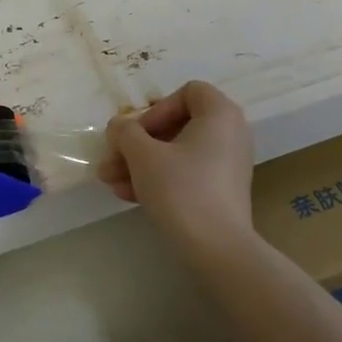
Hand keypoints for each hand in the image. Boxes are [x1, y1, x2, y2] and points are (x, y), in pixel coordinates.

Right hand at [98, 81, 254, 256]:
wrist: (217, 249)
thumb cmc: (181, 189)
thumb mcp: (143, 156)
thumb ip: (125, 132)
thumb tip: (118, 126)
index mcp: (221, 114)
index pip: (187, 93)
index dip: (156, 110)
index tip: (136, 134)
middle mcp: (230, 134)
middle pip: (177, 126)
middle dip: (137, 144)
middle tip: (110, 161)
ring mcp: (228, 165)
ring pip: (176, 154)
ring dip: (141, 164)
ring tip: (111, 183)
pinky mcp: (221, 192)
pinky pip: (186, 174)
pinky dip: (159, 180)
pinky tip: (128, 196)